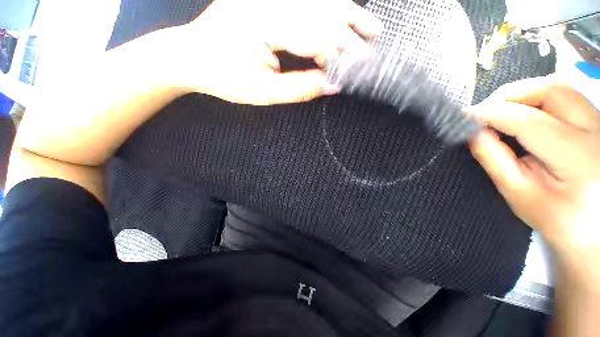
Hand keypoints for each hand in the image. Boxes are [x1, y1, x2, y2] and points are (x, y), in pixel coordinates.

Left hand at [171, 0, 381, 104]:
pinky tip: (338, 19)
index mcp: (266, 21)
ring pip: (317, 1)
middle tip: (374, 41)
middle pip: (323, 10)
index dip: (344, 52)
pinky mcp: (266, 0)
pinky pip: (304, 3)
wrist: (191, 57)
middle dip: (351, 30)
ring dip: (344, 15)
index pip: (318, 35)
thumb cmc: (223, 77)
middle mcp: (269, 0)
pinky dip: (327, 12)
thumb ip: (301, 89)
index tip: (361, 67)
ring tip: (368, 27)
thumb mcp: (264, 92)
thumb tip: (333, 85)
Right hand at [468, 77, 599, 270]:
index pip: (526, 120)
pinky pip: (567, 96)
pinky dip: (540, 98)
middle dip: (510, 95)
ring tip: (504, 112)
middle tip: (486, 112)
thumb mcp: (517, 192)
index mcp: (576, 156)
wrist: (593, 229)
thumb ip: (493, 158)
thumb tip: (472, 132)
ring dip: (525, 94)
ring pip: (560, 87)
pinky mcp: (597, 122)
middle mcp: (595, 130)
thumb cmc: (554, 217)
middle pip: (550, 89)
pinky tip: (526, 114)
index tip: (463, 117)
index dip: (490, 113)